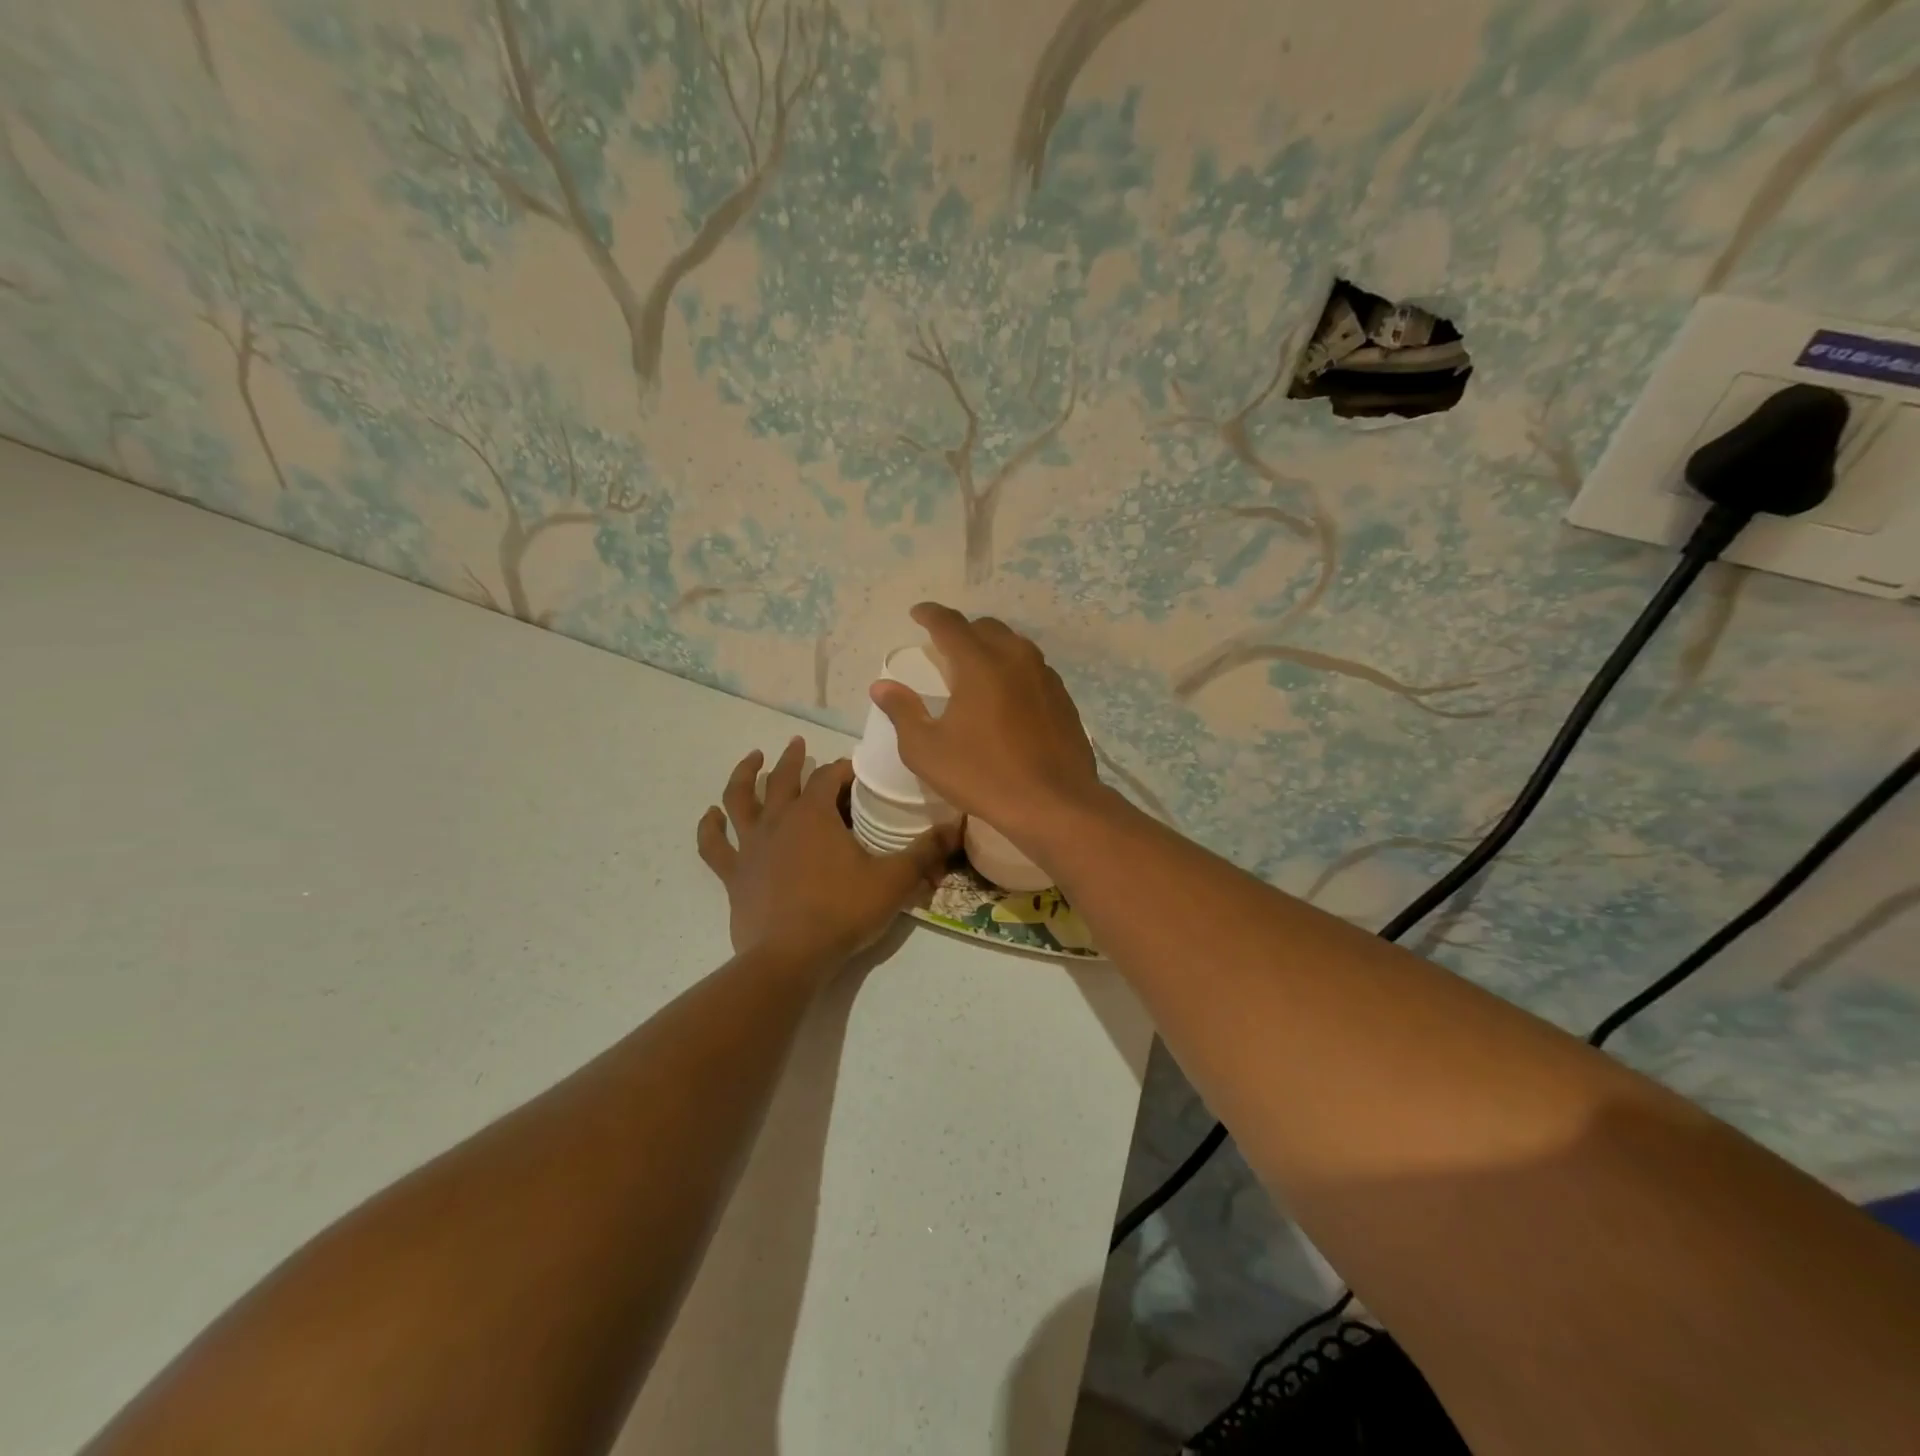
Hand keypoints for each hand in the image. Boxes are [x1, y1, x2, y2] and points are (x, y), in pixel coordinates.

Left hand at [698, 736, 957, 971]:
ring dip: (744, 775)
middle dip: (794, 758)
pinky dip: (709, 827)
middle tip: (799, 743)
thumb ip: (925, 851)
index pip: (829, 777)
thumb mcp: (893, 880)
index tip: (855, 770)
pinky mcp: (734, 874)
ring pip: (740, 799)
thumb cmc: (842, 913)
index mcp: (815, 815)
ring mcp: (751, 846)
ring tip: (752, 759)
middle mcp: (779, 820)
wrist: (789, 958)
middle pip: (784, 778)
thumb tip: (958, 825)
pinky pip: (714, 845)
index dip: (843, 768)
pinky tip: (711, 815)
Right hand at [869, 603, 1102, 848]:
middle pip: (986, 628)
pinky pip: (1033, 668)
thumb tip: (882, 686)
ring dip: (991, 647)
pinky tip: (1008, 695)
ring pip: (1014, 645)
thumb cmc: (984, 776)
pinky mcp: (1063, 697)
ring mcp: (1045, 676)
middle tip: (945, 648)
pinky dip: (1014, 669)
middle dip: (962, 630)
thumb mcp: (927, 751)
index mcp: (979, 664)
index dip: (930, 614)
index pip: (950, 624)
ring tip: (976, 668)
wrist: (1055, 804)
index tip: (917, 613)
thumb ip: (903, 712)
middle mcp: (1015, 658)